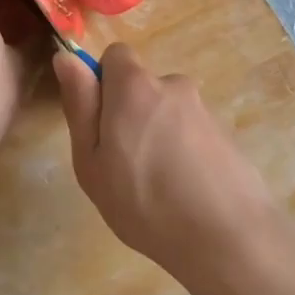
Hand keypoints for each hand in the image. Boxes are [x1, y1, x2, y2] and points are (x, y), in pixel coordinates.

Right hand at [53, 43, 281, 284]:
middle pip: (142, 88)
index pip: (116, 55)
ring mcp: (204, 110)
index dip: (104, 84)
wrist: (228, 239)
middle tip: (124, 166)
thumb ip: (80, 105)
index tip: (101, 125)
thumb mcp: (91, 160)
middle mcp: (173, 86)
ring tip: (158, 188)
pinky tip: (185, 194)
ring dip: (159, 137)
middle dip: (131, 116)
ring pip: (167, 114)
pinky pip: (192, 134)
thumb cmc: (144, 202)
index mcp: (135, 86)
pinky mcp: (227, 135)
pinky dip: (184, 154)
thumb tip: (66, 58)